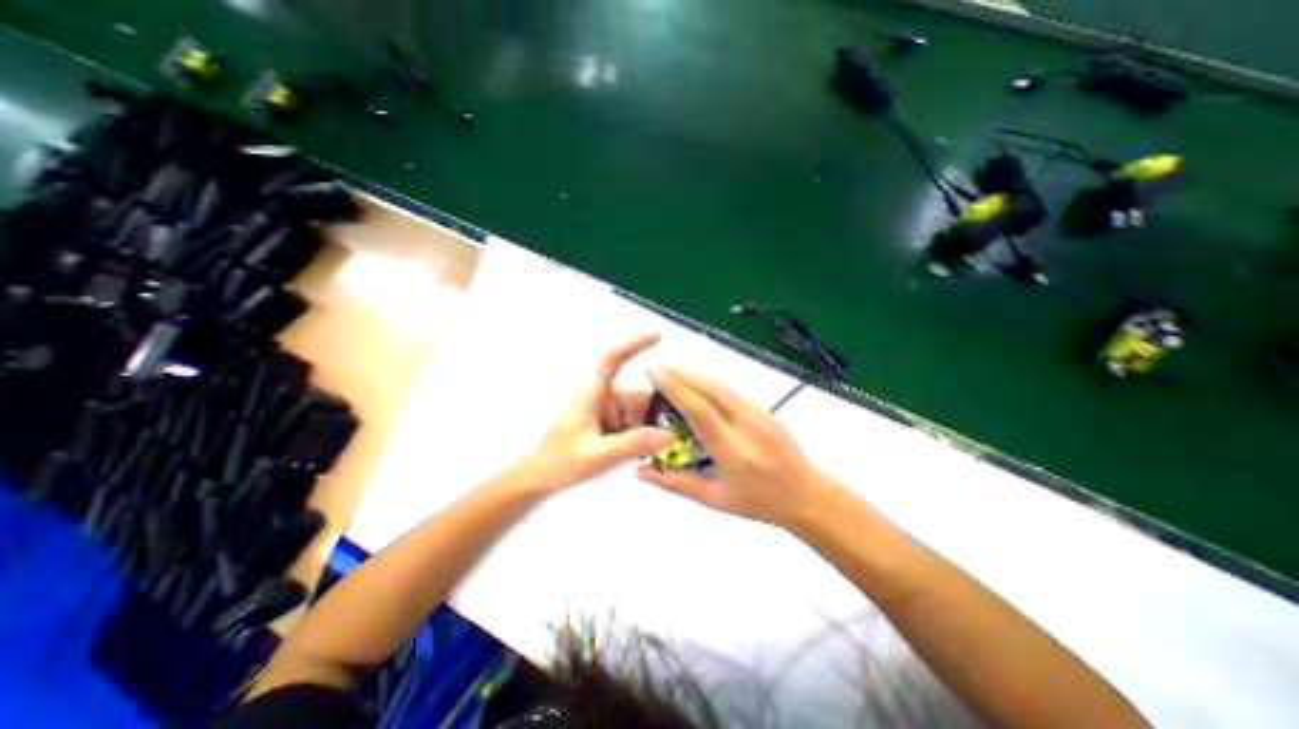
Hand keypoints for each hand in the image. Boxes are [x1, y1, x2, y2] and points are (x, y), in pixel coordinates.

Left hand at [521, 333, 675, 493]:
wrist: (537, 480)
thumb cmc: (558, 463)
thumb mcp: (596, 456)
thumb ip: (632, 445)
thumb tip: (669, 435)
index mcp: (592, 394)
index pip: (612, 359)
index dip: (633, 343)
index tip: (657, 335)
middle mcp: (600, 398)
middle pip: (636, 394)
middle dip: (656, 411)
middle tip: (678, 431)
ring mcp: (604, 412)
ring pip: (637, 411)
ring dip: (651, 426)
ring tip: (668, 445)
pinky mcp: (606, 425)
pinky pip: (632, 423)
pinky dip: (643, 434)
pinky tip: (653, 450)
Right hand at [637, 367, 838, 526]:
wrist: (807, 495)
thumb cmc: (759, 502)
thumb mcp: (714, 499)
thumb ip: (676, 483)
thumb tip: (640, 472)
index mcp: (732, 450)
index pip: (698, 409)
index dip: (673, 388)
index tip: (653, 373)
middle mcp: (746, 424)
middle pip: (710, 388)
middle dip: (681, 373)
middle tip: (657, 367)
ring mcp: (759, 413)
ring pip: (721, 385)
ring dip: (695, 375)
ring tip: (672, 370)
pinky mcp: (765, 409)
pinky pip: (731, 392)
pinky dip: (710, 384)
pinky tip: (697, 384)